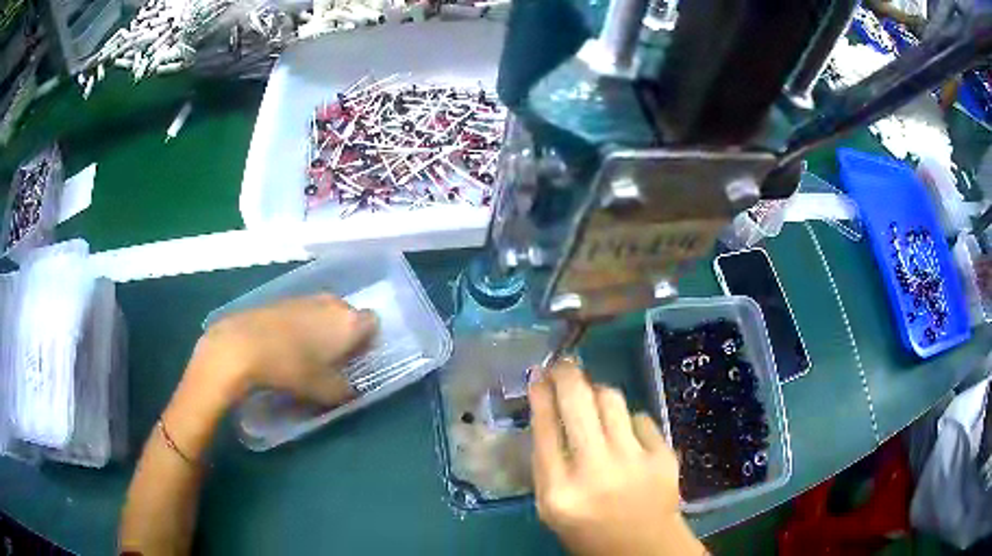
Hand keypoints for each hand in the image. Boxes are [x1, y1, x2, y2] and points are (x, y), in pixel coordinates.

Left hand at [192, 294, 378, 406]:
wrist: (242, 345)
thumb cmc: (292, 368)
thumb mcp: (325, 391)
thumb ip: (345, 391)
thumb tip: (350, 389)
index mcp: (349, 321)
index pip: (373, 324)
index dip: (367, 343)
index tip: (355, 361)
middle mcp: (332, 303)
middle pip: (348, 316)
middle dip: (344, 336)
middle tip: (332, 361)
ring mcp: (306, 298)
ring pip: (324, 313)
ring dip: (321, 330)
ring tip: (306, 355)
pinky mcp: (283, 299)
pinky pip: (303, 313)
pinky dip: (301, 326)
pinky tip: (285, 346)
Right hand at [529, 361, 704, 555]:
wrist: (645, 548)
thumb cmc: (590, 531)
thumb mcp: (552, 507)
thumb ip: (547, 463)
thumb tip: (549, 410)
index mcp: (559, 492)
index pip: (545, 429)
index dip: (541, 395)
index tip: (538, 376)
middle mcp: (596, 472)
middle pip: (577, 403)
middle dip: (566, 374)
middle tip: (563, 365)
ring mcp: (634, 461)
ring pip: (611, 400)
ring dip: (597, 391)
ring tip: (593, 397)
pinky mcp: (663, 456)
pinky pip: (640, 418)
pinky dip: (628, 421)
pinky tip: (626, 435)